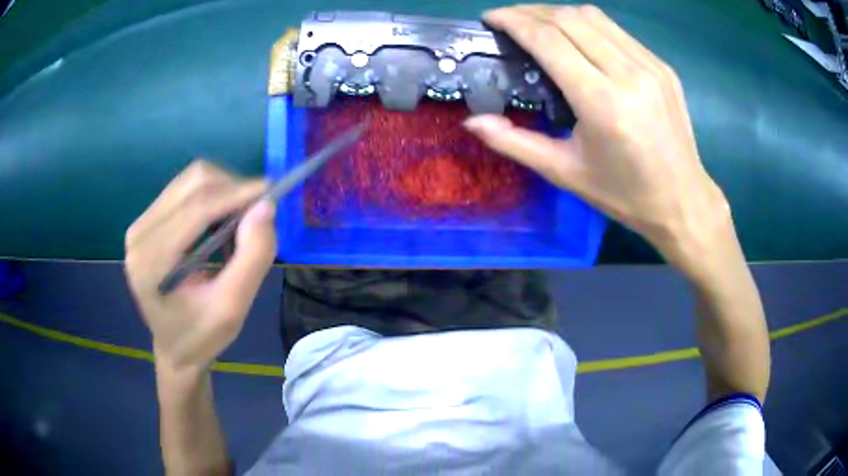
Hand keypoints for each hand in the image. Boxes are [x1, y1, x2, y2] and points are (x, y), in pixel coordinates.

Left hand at [124, 160, 276, 371]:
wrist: (174, 348)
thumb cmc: (201, 336)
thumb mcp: (232, 308)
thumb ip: (251, 258)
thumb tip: (266, 207)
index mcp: (152, 260)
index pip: (197, 208)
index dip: (238, 193)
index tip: (273, 191)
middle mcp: (140, 233)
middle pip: (193, 182)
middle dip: (231, 188)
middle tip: (256, 212)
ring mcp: (140, 224)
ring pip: (190, 180)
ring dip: (223, 191)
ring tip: (239, 221)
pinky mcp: (147, 221)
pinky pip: (184, 190)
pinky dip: (211, 197)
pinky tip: (220, 223)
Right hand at [465, 5, 733, 271]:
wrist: (683, 201)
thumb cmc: (624, 194)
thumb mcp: (565, 172)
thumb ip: (515, 142)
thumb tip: (472, 121)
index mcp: (603, 103)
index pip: (549, 40)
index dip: (514, 21)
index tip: (491, 18)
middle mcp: (628, 75)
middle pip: (569, 19)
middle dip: (531, 12)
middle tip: (510, 21)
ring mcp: (650, 66)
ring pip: (594, 17)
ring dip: (559, 14)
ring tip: (540, 26)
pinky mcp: (662, 67)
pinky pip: (617, 31)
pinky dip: (589, 26)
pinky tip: (579, 41)